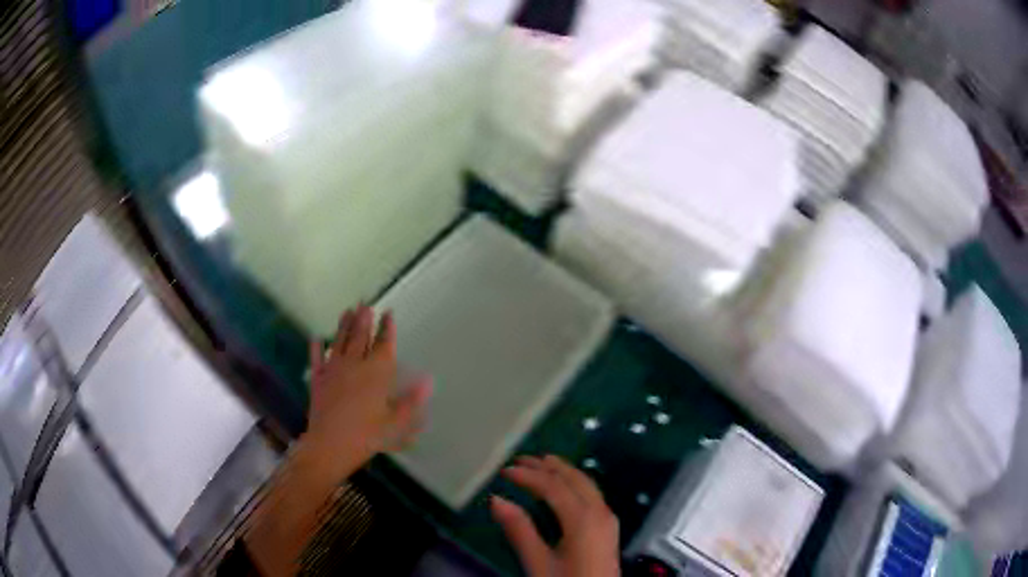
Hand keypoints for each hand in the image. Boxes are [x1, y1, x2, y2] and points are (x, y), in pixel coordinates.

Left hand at [303, 305, 431, 477]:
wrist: (330, 444)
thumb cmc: (367, 435)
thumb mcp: (396, 422)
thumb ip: (411, 400)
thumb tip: (428, 380)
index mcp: (376, 373)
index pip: (384, 345)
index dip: (387, 328)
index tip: (388, 313)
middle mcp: (354, 365)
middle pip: (360, 337)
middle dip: (364, 320)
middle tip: (365, 304)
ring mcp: (333, 370)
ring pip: (340, 342)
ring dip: (344, 325)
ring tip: (347, 311)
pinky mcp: (318, 380)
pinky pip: (317, 359)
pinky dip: (316, 348)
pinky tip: (315, 338)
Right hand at [491, 455, 619, 576]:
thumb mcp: (538, 562)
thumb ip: (519, 530)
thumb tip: (497, 500)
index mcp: (583, 518)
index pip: (553, 486)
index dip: (528, 475)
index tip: (504, 471)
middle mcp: (600, 511)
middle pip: (574, 479)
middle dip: (548, 466)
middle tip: (522, 459)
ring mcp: (608, 519)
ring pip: (586, 484)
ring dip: (563, 472)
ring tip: (542, 464)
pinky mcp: (608, 527)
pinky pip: (592, 494)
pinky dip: (574, 483)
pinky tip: (563, 489)